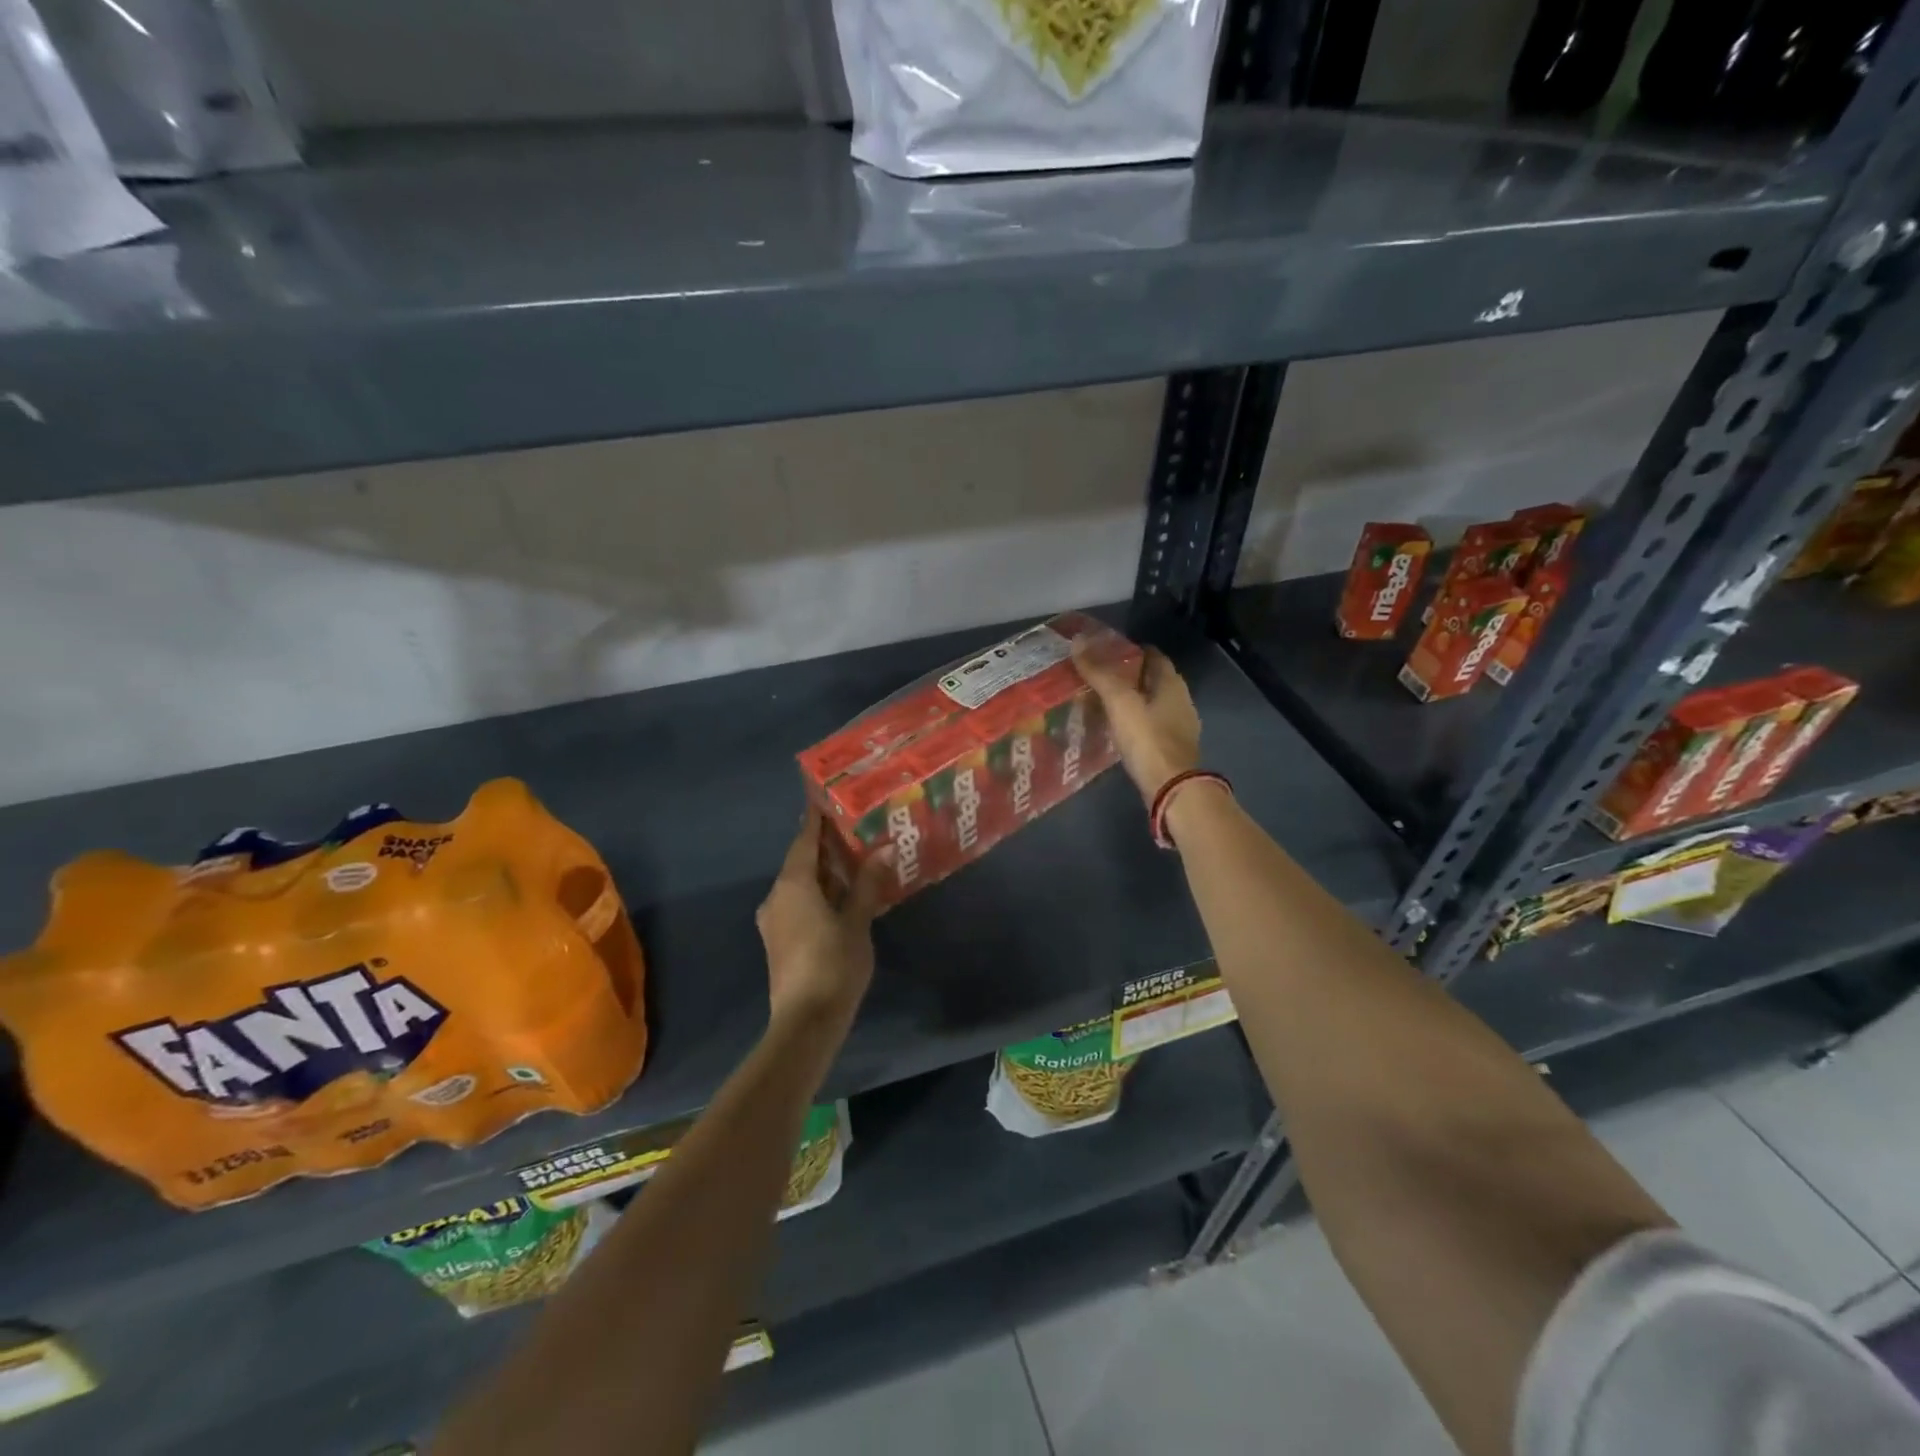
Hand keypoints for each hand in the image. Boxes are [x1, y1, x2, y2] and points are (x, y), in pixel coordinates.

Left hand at [756, 810, 888, 1028]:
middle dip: (824, 844)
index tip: (827, 797)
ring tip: (854, 854)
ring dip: (824, 870)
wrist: (805, 1021)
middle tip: (853, 824)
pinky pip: (799, 902)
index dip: (816, 819)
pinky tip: (844, 891)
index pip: (804, 840)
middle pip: (801, 861)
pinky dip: (820, 891)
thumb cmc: (833, 964)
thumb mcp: (857, 921)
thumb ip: (867, 884)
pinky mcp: (781, 939)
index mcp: (793, 884)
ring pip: (800, 883)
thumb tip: (885, 849)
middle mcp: (778, 896)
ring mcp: (776, 920)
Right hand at [1073, 643, 1201, 804]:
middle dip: (1128, 675)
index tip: (1104, 651)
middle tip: (1097, 675)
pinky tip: (1117, 728)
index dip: (1130, 650)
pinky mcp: (1172, 748)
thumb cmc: (1147, 739)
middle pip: (1152, 678)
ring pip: (1152, 702)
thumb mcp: (1119, 702)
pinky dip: (1135, 721)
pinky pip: (1151, 725)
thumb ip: (1100, 673)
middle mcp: (1181, 699)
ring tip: (1102, 701)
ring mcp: (1179, 725)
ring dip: (1131, 699)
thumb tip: (1078, 641)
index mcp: (1172, 682)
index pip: (1152, 655)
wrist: (1172, 788)